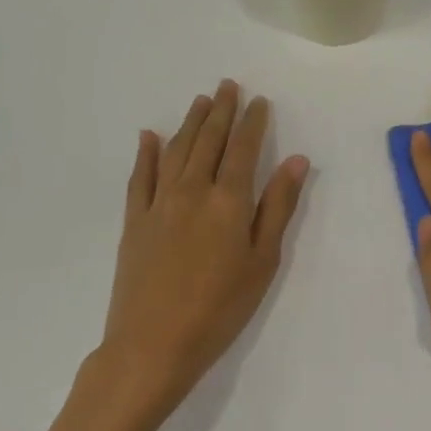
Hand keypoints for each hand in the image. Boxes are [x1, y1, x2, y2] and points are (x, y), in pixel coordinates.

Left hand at [78, 81, 307, 430]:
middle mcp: (192, 191)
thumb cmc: (220, 308)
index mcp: (228, 201)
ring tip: (199, 101)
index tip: (259, 101)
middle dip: (220, 111)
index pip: (243, 149)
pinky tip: (149, 137)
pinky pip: (139, 178)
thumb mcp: (263, 261)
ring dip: (189, 123)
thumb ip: (278, 207)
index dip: (252, 122)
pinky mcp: (134, 222)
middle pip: (207, 141)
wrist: (152, 345)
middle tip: (227, 85)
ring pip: (175, 151)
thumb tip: (297, 160)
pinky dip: (146, 154)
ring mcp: (158, 204)